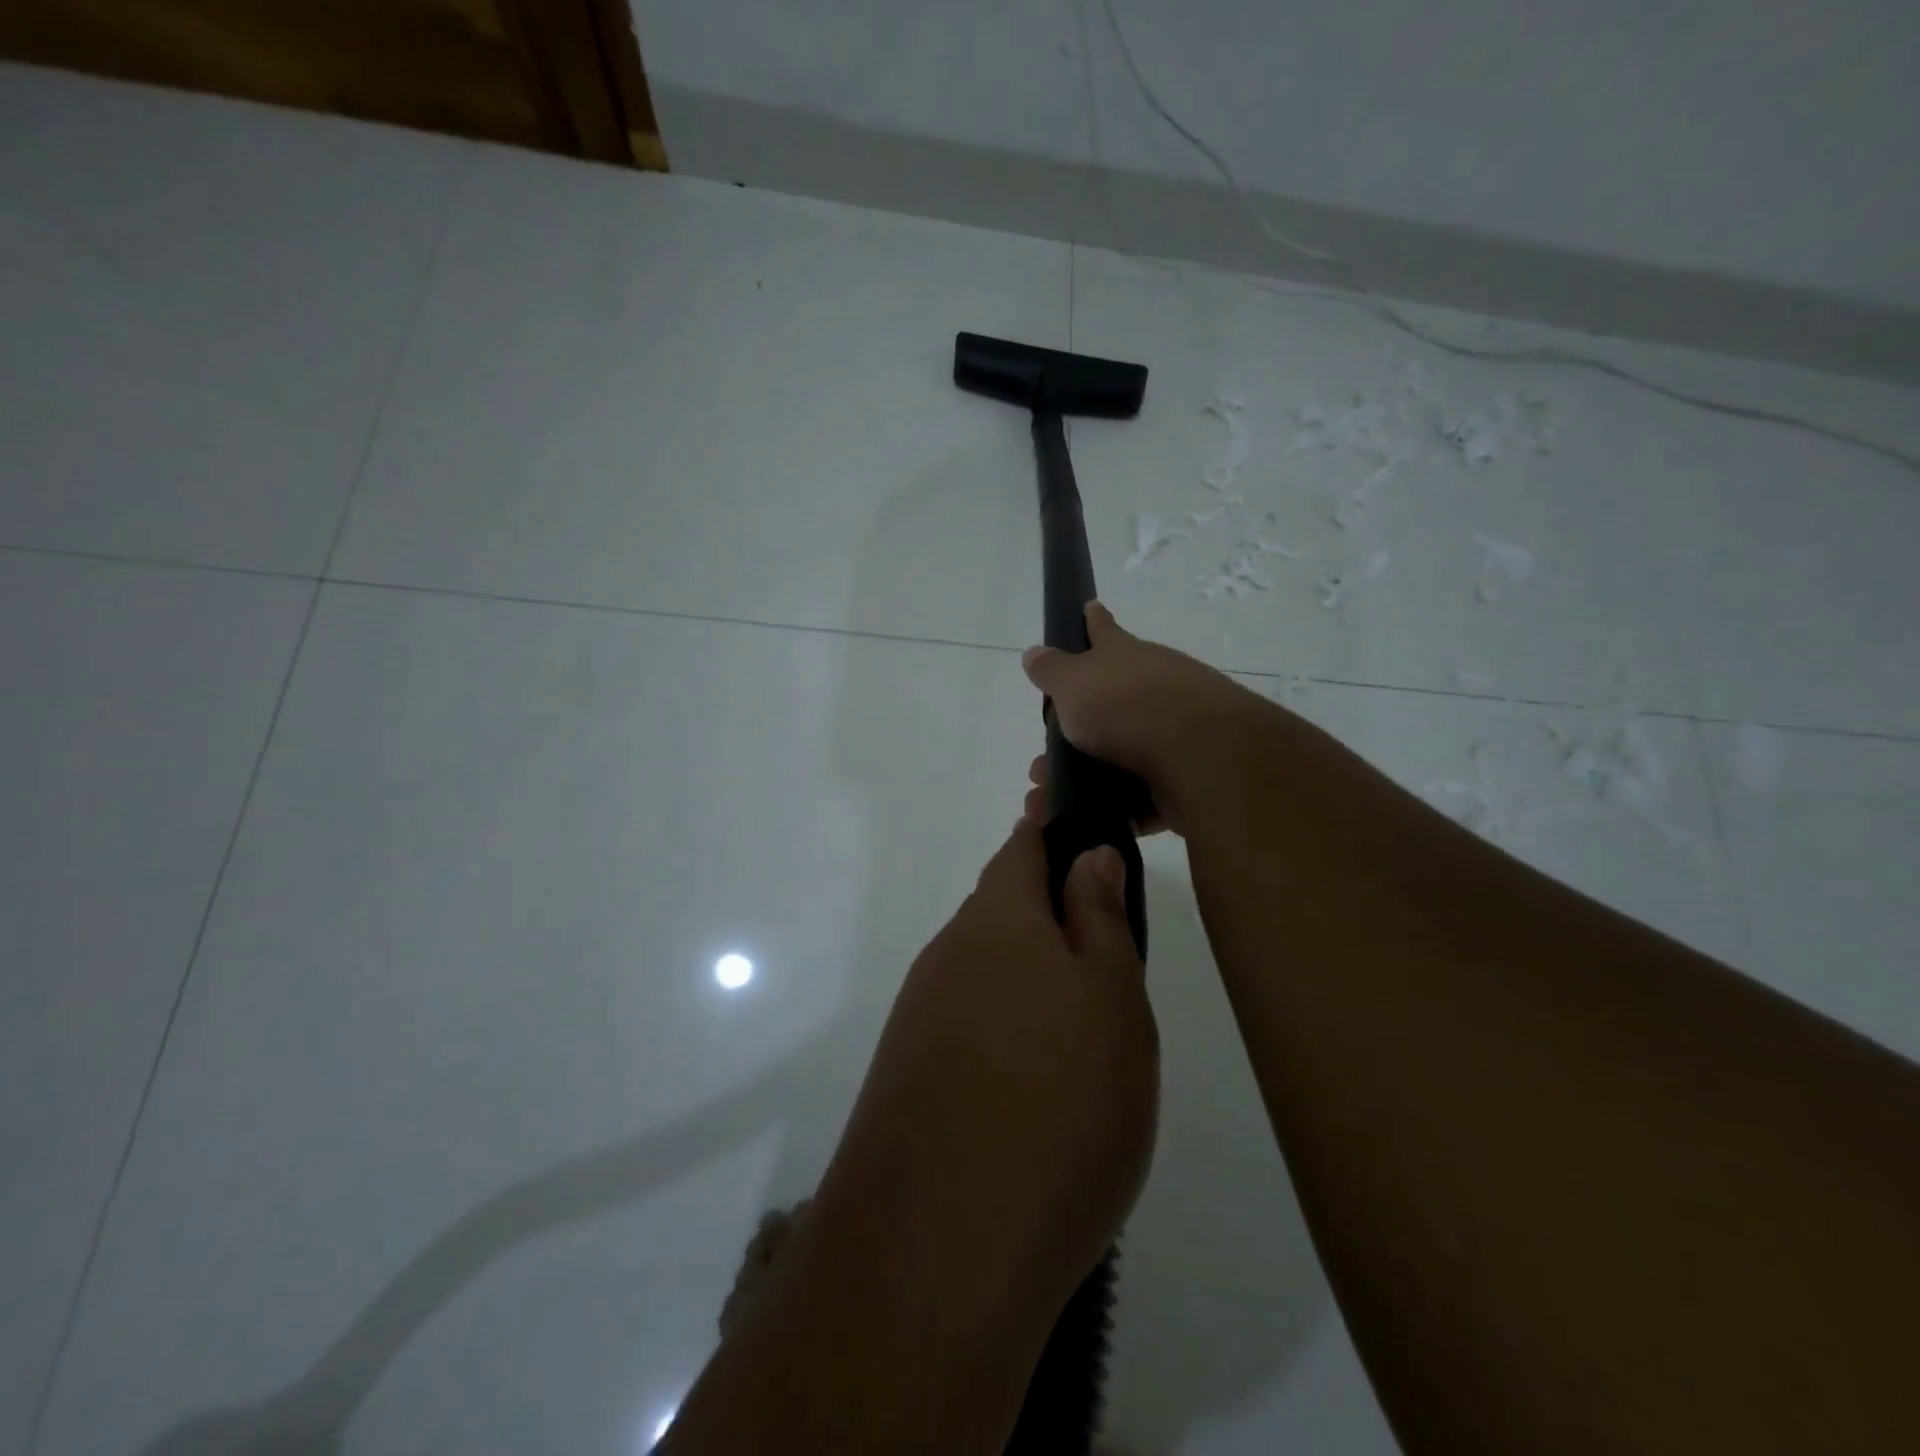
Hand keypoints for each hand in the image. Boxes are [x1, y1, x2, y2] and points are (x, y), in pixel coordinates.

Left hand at [811, 820, 1158, 1324]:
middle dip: (1050, 909)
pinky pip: (970, 1022)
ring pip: (987, 967)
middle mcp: (948, 952)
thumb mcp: (1110, 1000)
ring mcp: (921, 1013)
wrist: (941, 1246)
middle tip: (1108, 945)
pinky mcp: (910, 1071)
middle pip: (1003, 907)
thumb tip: (1085, 854)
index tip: (1083, 824)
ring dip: (1030, 973)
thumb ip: (1098, 917)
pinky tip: (1037, 1079)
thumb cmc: (1058, 1102)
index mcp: (996, 917)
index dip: (1053, 827)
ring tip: (1084, 1023)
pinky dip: (1007, 1026)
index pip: (1022, 844)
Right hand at [1021, 601, 1269, 834]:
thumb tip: (1034, 652)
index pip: (1103, 630)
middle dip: (1074, 733)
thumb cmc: (1125, 705)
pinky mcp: (1184, 777)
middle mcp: (1153, 687)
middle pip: (1110, 704)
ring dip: (1084, 779)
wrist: (1198, 752)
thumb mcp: (1074, 682)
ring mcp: (1173, 732)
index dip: (1093, 621)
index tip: (1089, 606)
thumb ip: (1052, 670)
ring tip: (1049, 801)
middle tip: (1041, 762)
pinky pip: (1142, 794)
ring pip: (1120, 756)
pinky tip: (1088, 821)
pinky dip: (1115, 808)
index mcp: (1125, 657)